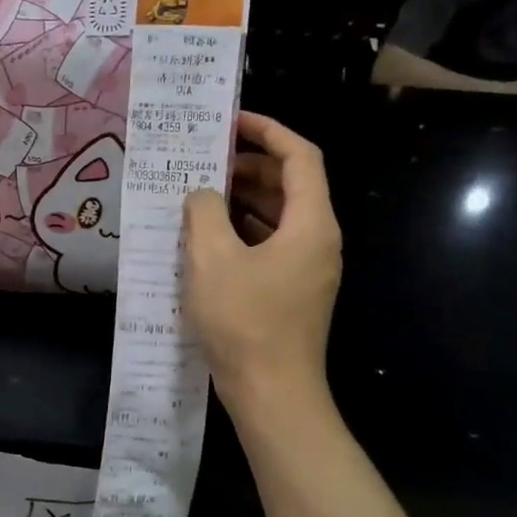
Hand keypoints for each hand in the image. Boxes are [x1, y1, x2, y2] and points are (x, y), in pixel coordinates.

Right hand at [184, 113, 342, 414]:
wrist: (272, 394)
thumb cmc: (244, 321)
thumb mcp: (211, 258)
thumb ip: (204, 212)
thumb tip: (202, 195)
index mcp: (310, 224)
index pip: (300, 157)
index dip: (269, 131)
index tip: (231, 122)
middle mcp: (317, 240)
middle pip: (290, 185)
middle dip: (249, 165)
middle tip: (205, 160)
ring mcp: (307, 268)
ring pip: (278, 216)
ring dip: (242, 199)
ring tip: (198, 194)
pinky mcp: (291, 291)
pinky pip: (270, 244)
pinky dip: (242, 231)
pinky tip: (206, 238)